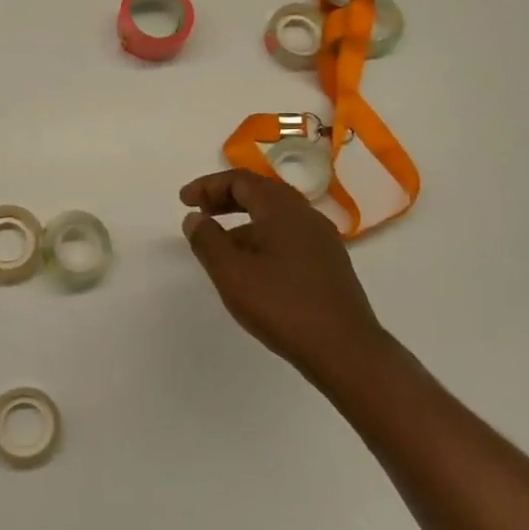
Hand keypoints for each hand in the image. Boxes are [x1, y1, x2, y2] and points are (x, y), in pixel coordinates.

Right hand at [179, 169, 390, 381]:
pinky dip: (264, 238)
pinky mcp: (329, 264)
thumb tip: (194, 218)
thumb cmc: (282, 305)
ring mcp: (322, 240)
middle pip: (262, 193)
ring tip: (220, 243)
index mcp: (282, 209)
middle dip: (227, 198)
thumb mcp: (232, 273)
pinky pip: (290, 236)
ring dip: (244, 220)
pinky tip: (252, 267)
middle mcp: (306, 216)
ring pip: (277, 216)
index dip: (208, 186)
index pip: (241, 181)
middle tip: (200, 212)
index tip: (184, 201)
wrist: (344, 349)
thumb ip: (208, 241)